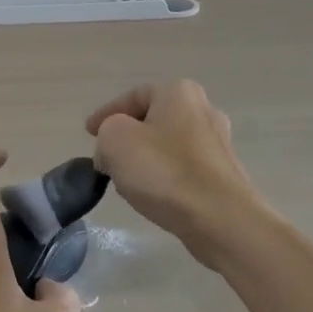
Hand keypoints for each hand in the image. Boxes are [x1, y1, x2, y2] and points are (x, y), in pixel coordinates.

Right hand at [86, 80, 260, 268]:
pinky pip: (183, 169)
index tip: (88, 133)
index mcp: (179, 92)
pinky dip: (164, 177)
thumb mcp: (115, 140)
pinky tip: (153, 197)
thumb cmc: (164, 171)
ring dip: (145, 159)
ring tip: (126, 181)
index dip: (106, 113)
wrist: (220, 219)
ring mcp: (218, 143)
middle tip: (107, 157)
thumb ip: (105, 133)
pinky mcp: (223, 174)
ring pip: (168, 145)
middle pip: (153, 120)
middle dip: (127, 137)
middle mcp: (204, 110)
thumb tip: (112, 153)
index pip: (134, 96)